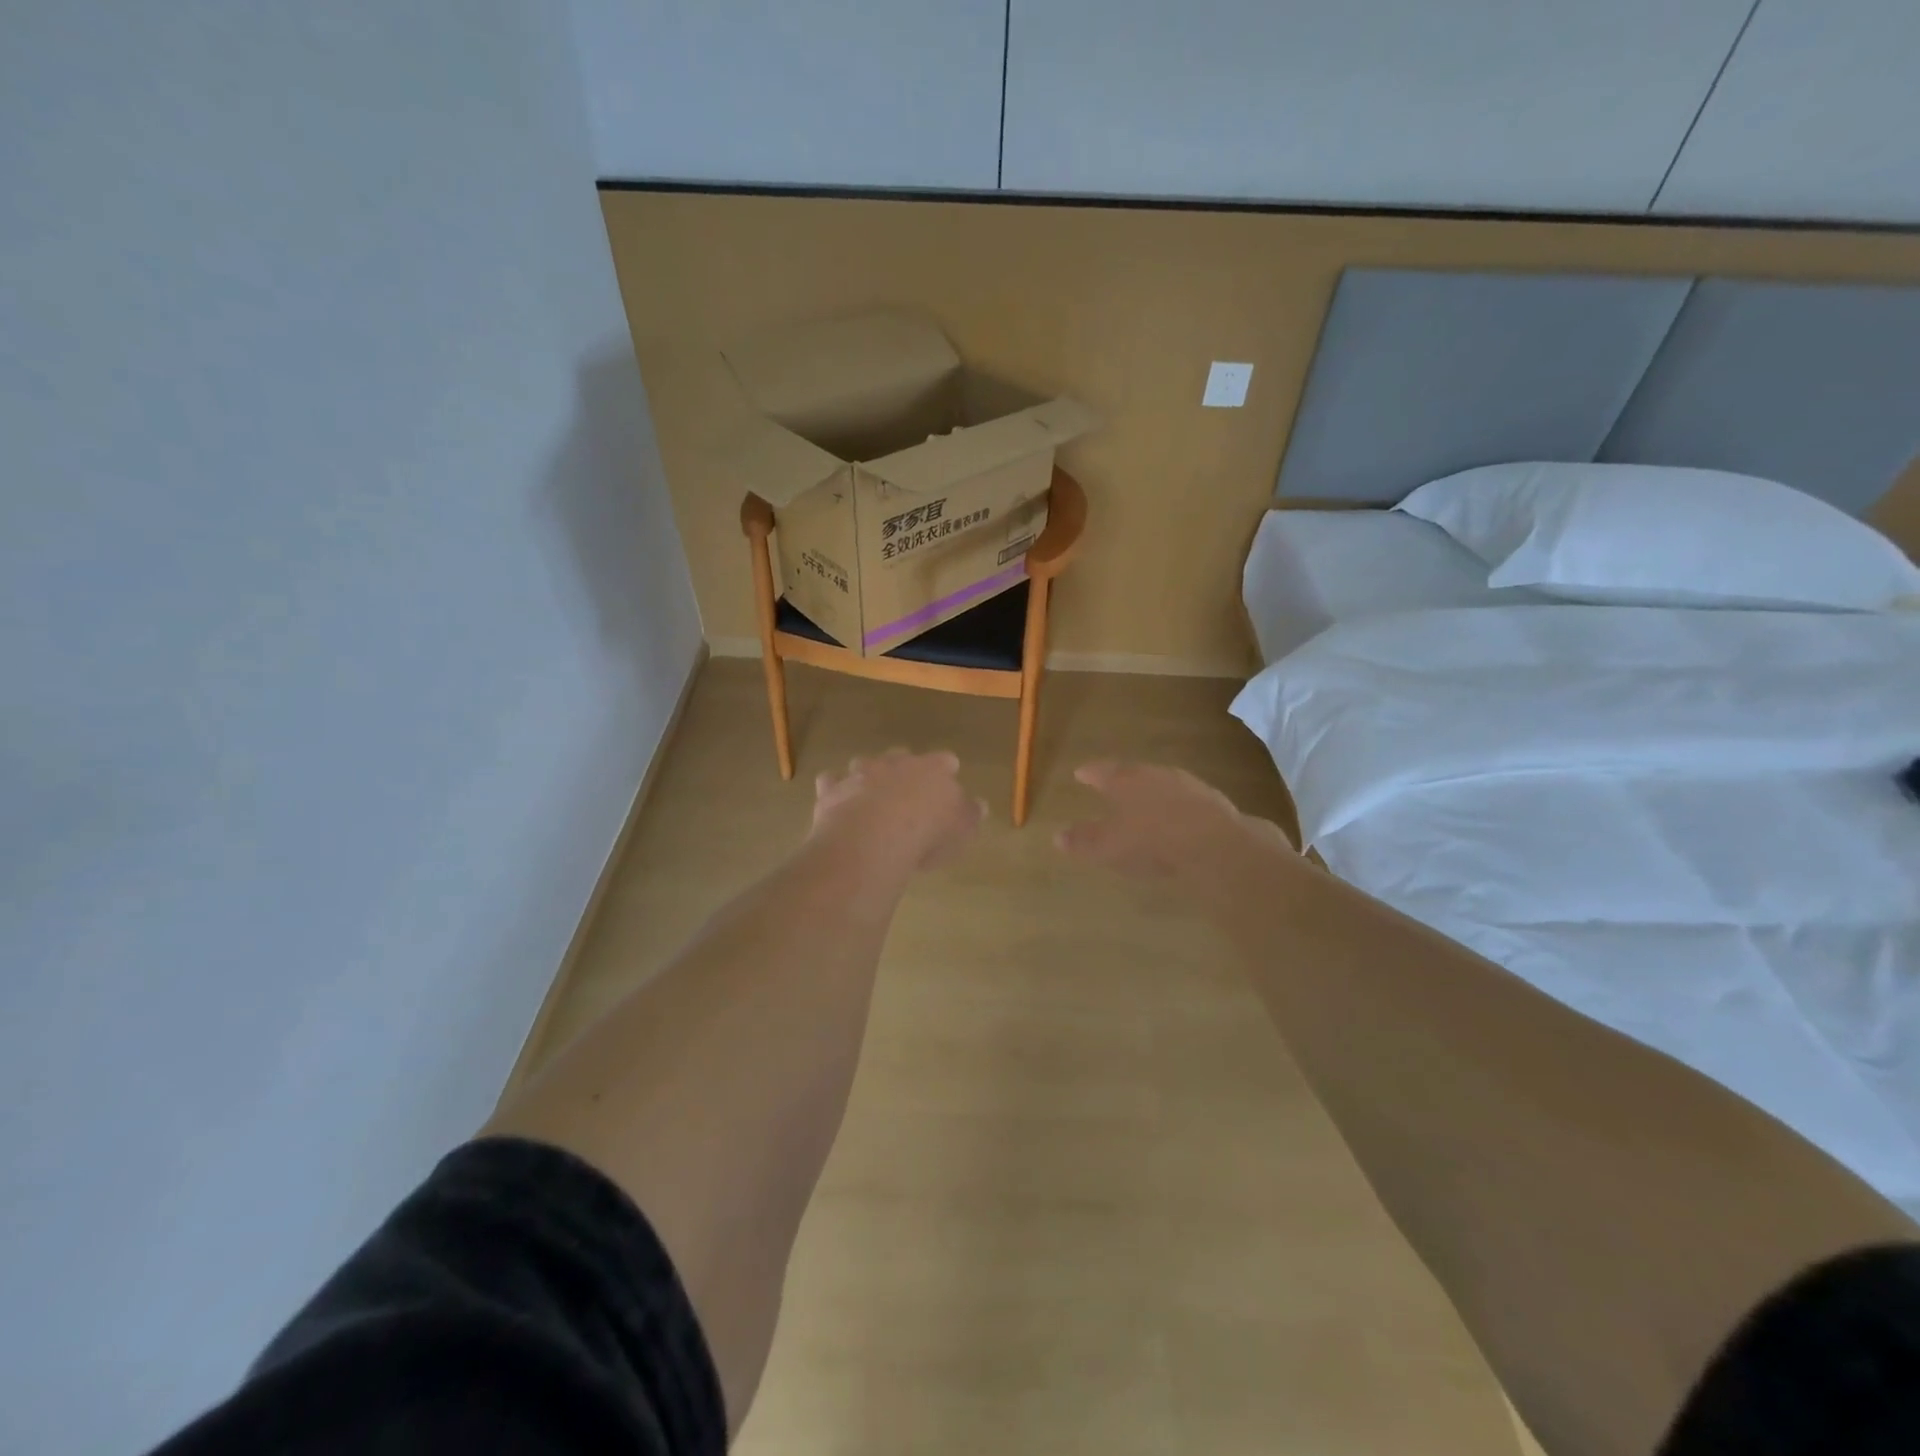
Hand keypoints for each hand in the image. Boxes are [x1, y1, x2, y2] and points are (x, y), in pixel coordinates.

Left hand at [811, 750, 984, 872]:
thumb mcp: (962, 829)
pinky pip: (831, 782)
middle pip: (901, 755)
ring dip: (867, 775)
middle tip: (907, 788)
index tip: (948, 776)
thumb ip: (970, 814)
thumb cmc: (927, 833)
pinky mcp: (833, 789)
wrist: (873, 837)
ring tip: (869, 795)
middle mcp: (895, 763)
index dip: (946, 769)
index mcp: (932, 769)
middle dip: (903, 767)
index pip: (943, 760)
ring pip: (864, 764)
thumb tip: (978, 804)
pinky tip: (836, 801)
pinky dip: (834, 788)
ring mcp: (860, 773)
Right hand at [1056, 761, 1289, 883]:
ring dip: (1151, 791)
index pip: (1102, 771)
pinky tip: (1176, 820)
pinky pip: (1185, 800)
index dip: (1090, 773)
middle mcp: (1154, 774)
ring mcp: (1186, 784)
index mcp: (1125, 780)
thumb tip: (1057, 836)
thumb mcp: (1109, 846)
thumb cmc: (1151, 840)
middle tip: (1113, 784)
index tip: (1080, 773)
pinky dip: (1175, 806)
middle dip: (1123, 780)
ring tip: (1144, 802)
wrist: (1214, 844)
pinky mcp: (1212, 801)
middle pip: (1134, 773)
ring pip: (1162, 783)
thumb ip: (1083, 841)